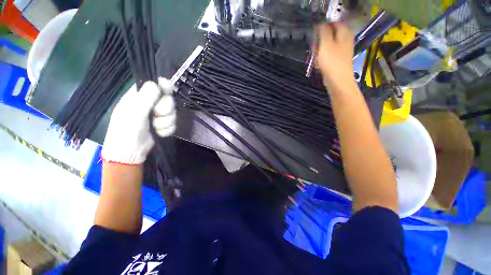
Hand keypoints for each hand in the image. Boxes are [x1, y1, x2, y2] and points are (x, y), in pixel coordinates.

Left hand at [102, 78, 176, 163]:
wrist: (130, 152)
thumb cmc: (126, 130)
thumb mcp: (134, 113)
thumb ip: (146, 97)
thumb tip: (156, 82)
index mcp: (140, 97)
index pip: (155, 84)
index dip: (164, 85)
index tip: (168, 89)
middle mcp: (150, 104)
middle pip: (168, 99)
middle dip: (166, 109)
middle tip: (157, 115)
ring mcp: (158, 115)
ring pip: (173, 113)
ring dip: (166, 122)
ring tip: (156, 128)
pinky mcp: (164, 125)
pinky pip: (173, 123)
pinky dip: (167, 129)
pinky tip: (160, 133)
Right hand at [315, 23, 355, 89]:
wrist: (338, 80)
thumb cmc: (332, 61)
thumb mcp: (325, 44)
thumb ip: (323, 31)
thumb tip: (321, 24)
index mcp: (344, 33)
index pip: (333, 23)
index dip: (323, 26)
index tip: (314, 32)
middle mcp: (345, 39)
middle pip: (331, 34)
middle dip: (320, 39)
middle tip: (314, 45)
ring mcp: (342, 50)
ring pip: (328, 44)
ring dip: (320, 48)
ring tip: (315, 54)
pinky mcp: (338, 59)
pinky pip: (329, 53)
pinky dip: (323, 55)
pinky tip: (318, 61)